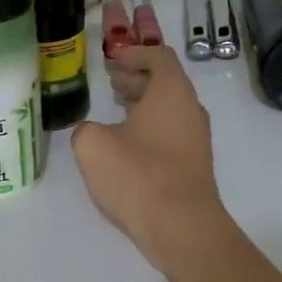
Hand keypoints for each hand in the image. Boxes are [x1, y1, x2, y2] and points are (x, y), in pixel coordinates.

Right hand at [73, 46, 230, 273]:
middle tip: (110, 80)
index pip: (158, 56)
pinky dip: (149, 126)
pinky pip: (171, 131)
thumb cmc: (138, 176)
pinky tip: (126, 143)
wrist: (182, 229)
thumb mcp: (93, 146)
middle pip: (166, 81)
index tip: (112, 59)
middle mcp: (190, 109)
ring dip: (142, 103)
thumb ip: (86, 129)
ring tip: (115, 107)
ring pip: (168, 108)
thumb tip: (92, 131)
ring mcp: (196, 138)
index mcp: (172, 92)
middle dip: (137, 77)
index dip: (134, 53)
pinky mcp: (194, 164)